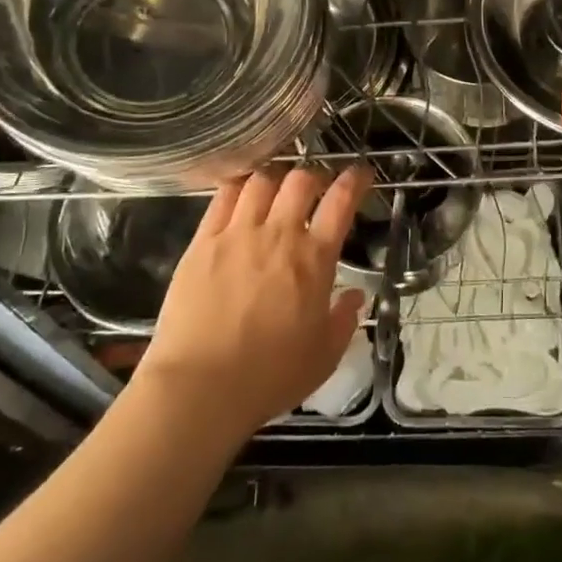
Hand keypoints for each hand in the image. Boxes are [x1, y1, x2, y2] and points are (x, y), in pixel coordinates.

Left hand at [135, 164, 370, 438]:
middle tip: (316, 187)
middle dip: (314, 176)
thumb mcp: (324, 356)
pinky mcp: (203, 241)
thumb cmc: (270, 376)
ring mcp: (238, 233)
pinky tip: (241, 191)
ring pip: (262, 180)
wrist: (201, 387)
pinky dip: (238, 186)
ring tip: (276, 188)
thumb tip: (355, 296)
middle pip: (301, 180)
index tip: (360, 174)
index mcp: (315, 259)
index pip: (342, 201)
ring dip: (276, 178)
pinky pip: (223, 196)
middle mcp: (279, 234)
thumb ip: (344, 320)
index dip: (354, 180)